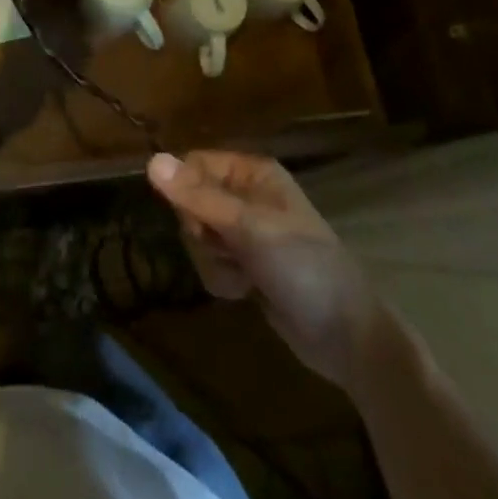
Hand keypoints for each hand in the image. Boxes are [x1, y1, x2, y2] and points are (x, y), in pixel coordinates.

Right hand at [147, 150, 382, 390]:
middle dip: (202, 233)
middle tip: (227, 248)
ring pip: (198, 236)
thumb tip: (150, 161)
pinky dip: (223, 279)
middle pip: (191, 201)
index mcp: (252, 172)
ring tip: (244, 276)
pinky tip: (247, 292)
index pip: (193, 164)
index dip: (186, 191)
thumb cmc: (303, 268)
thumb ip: (197, 197)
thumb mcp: (248, 228)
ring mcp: (247, 232)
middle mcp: (247, 195)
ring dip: (213, 261)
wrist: (347, 337)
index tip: (197, 219)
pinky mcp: (247, 266)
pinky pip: (212, 263)